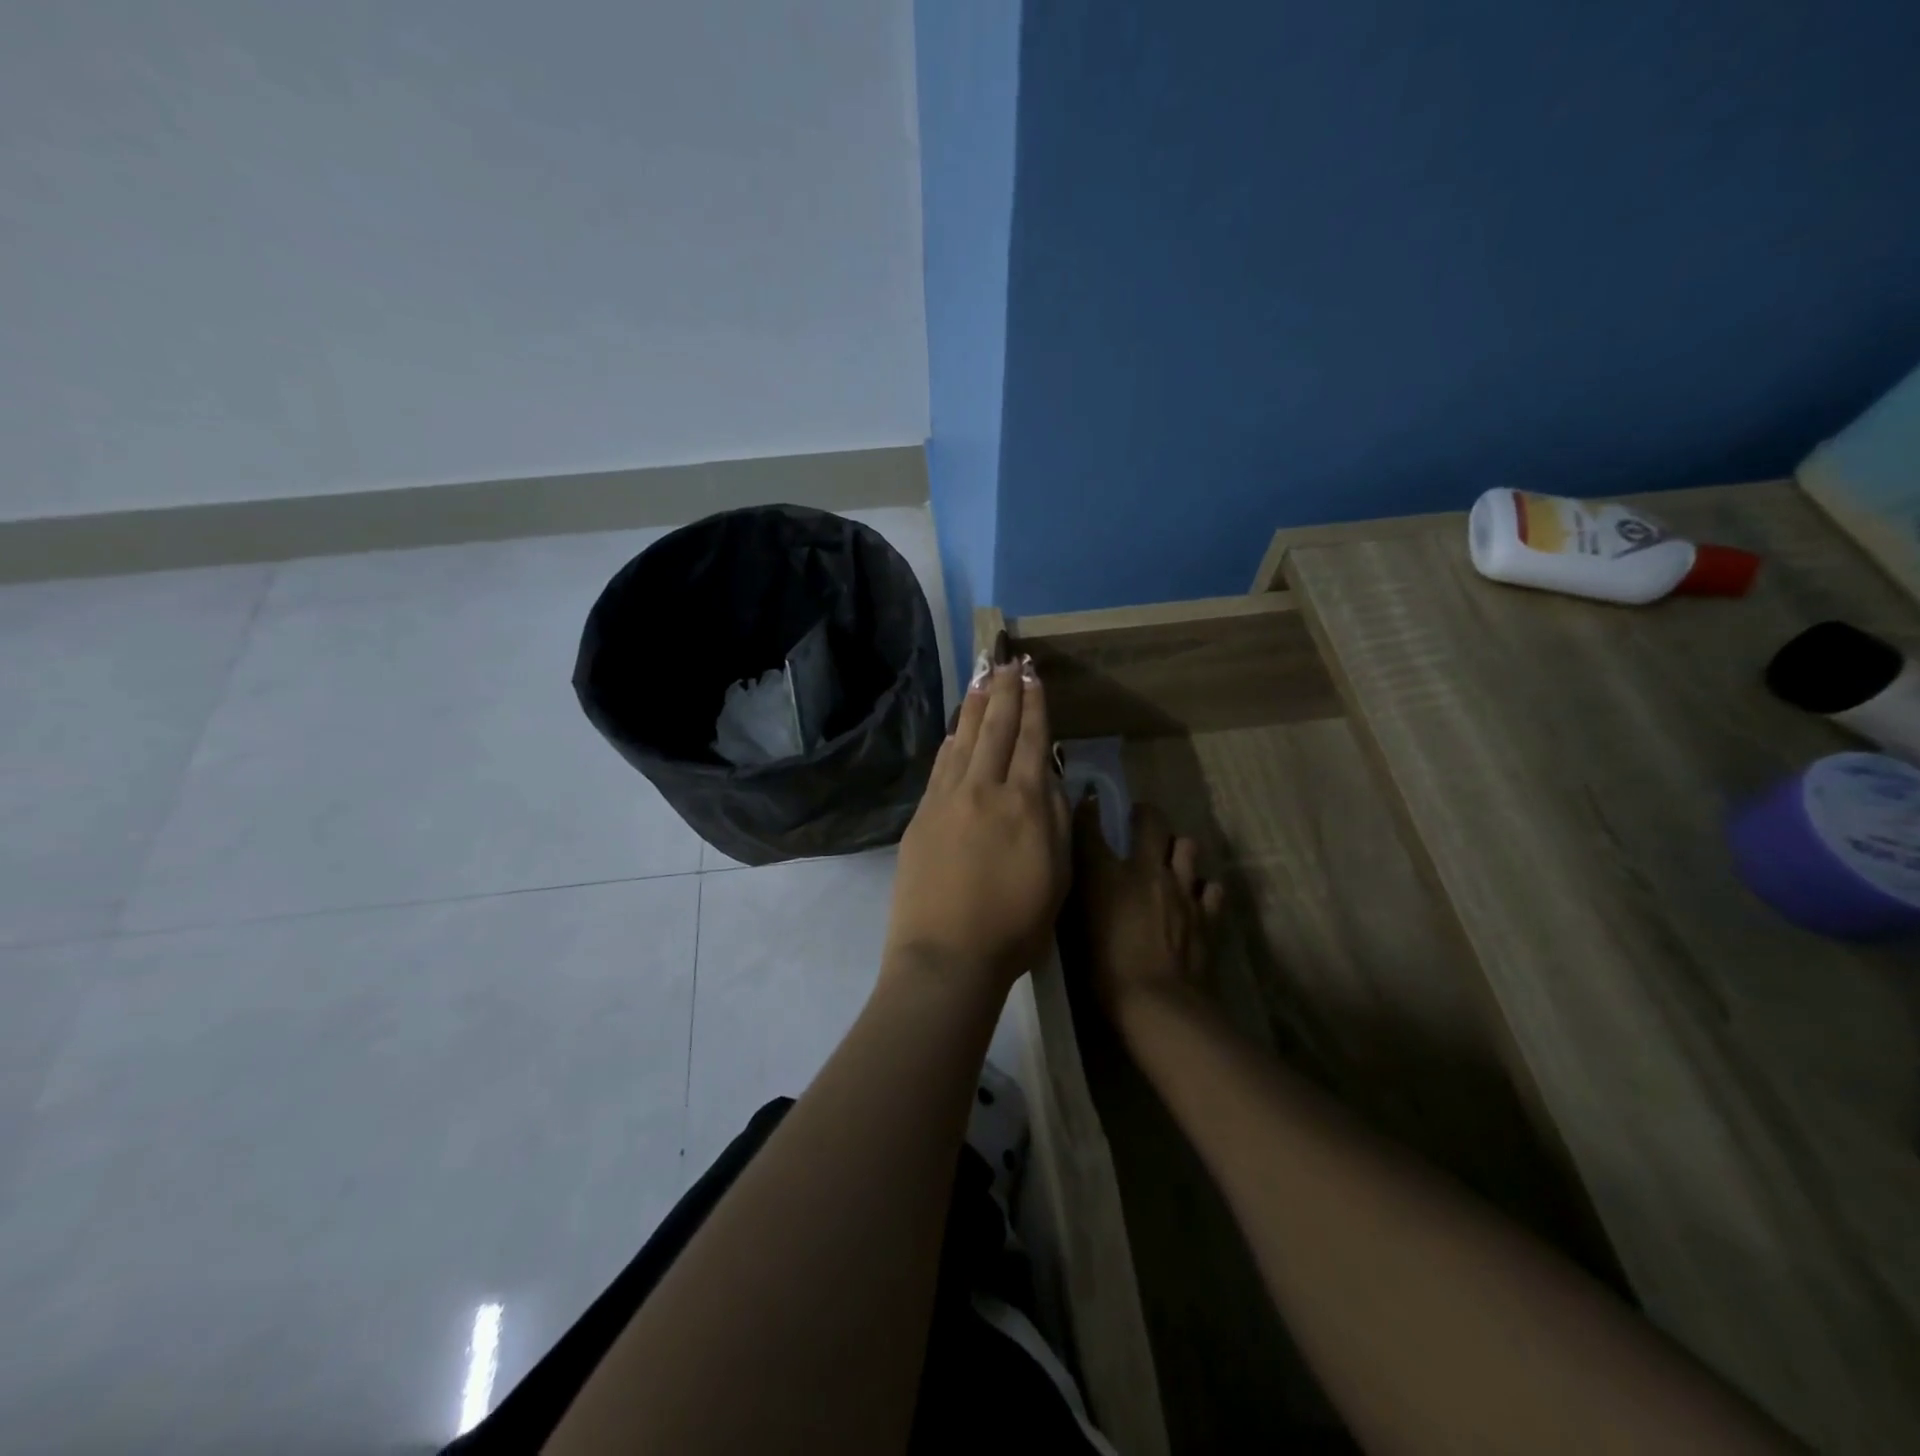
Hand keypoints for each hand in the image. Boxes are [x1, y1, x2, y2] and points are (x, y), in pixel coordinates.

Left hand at [884, 657, 1071, 995]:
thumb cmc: (1015, 926)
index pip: (1032, 740)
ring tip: (983, 679)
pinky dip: (951, 742)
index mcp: (1025, 803)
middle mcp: (985, 789)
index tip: (1033, 676)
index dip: (1034, 705)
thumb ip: (1057, 820)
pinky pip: (940, 766)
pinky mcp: (922, 815)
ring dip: (975, 706)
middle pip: (996, 729)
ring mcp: (948, 799)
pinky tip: (956, 730)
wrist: (946, 955)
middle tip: (1008, 661)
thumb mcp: (1058, 876)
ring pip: (965, 740)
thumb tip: (1051, 777)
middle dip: (1005, 692)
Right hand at [1076, 799, 1225, 1033]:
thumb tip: (1079, 877)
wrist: (1158, 1004)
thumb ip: (1079, 897)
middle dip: (1144, 814)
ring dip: (1178, 848)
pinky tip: (1195, 898)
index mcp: (1106, 874)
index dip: (1088, 809)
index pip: (1091, 826)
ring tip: (1171, 859)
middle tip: (1138, 820)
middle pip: (1151, 821)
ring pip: (1187, 845)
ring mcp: (1182, 889)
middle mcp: (1146, 870)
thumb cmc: (1105, 972)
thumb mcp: (1077, 930)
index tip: (1088, 802)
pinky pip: (1211, 887)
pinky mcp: (1207, 913)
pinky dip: (1202, 888)